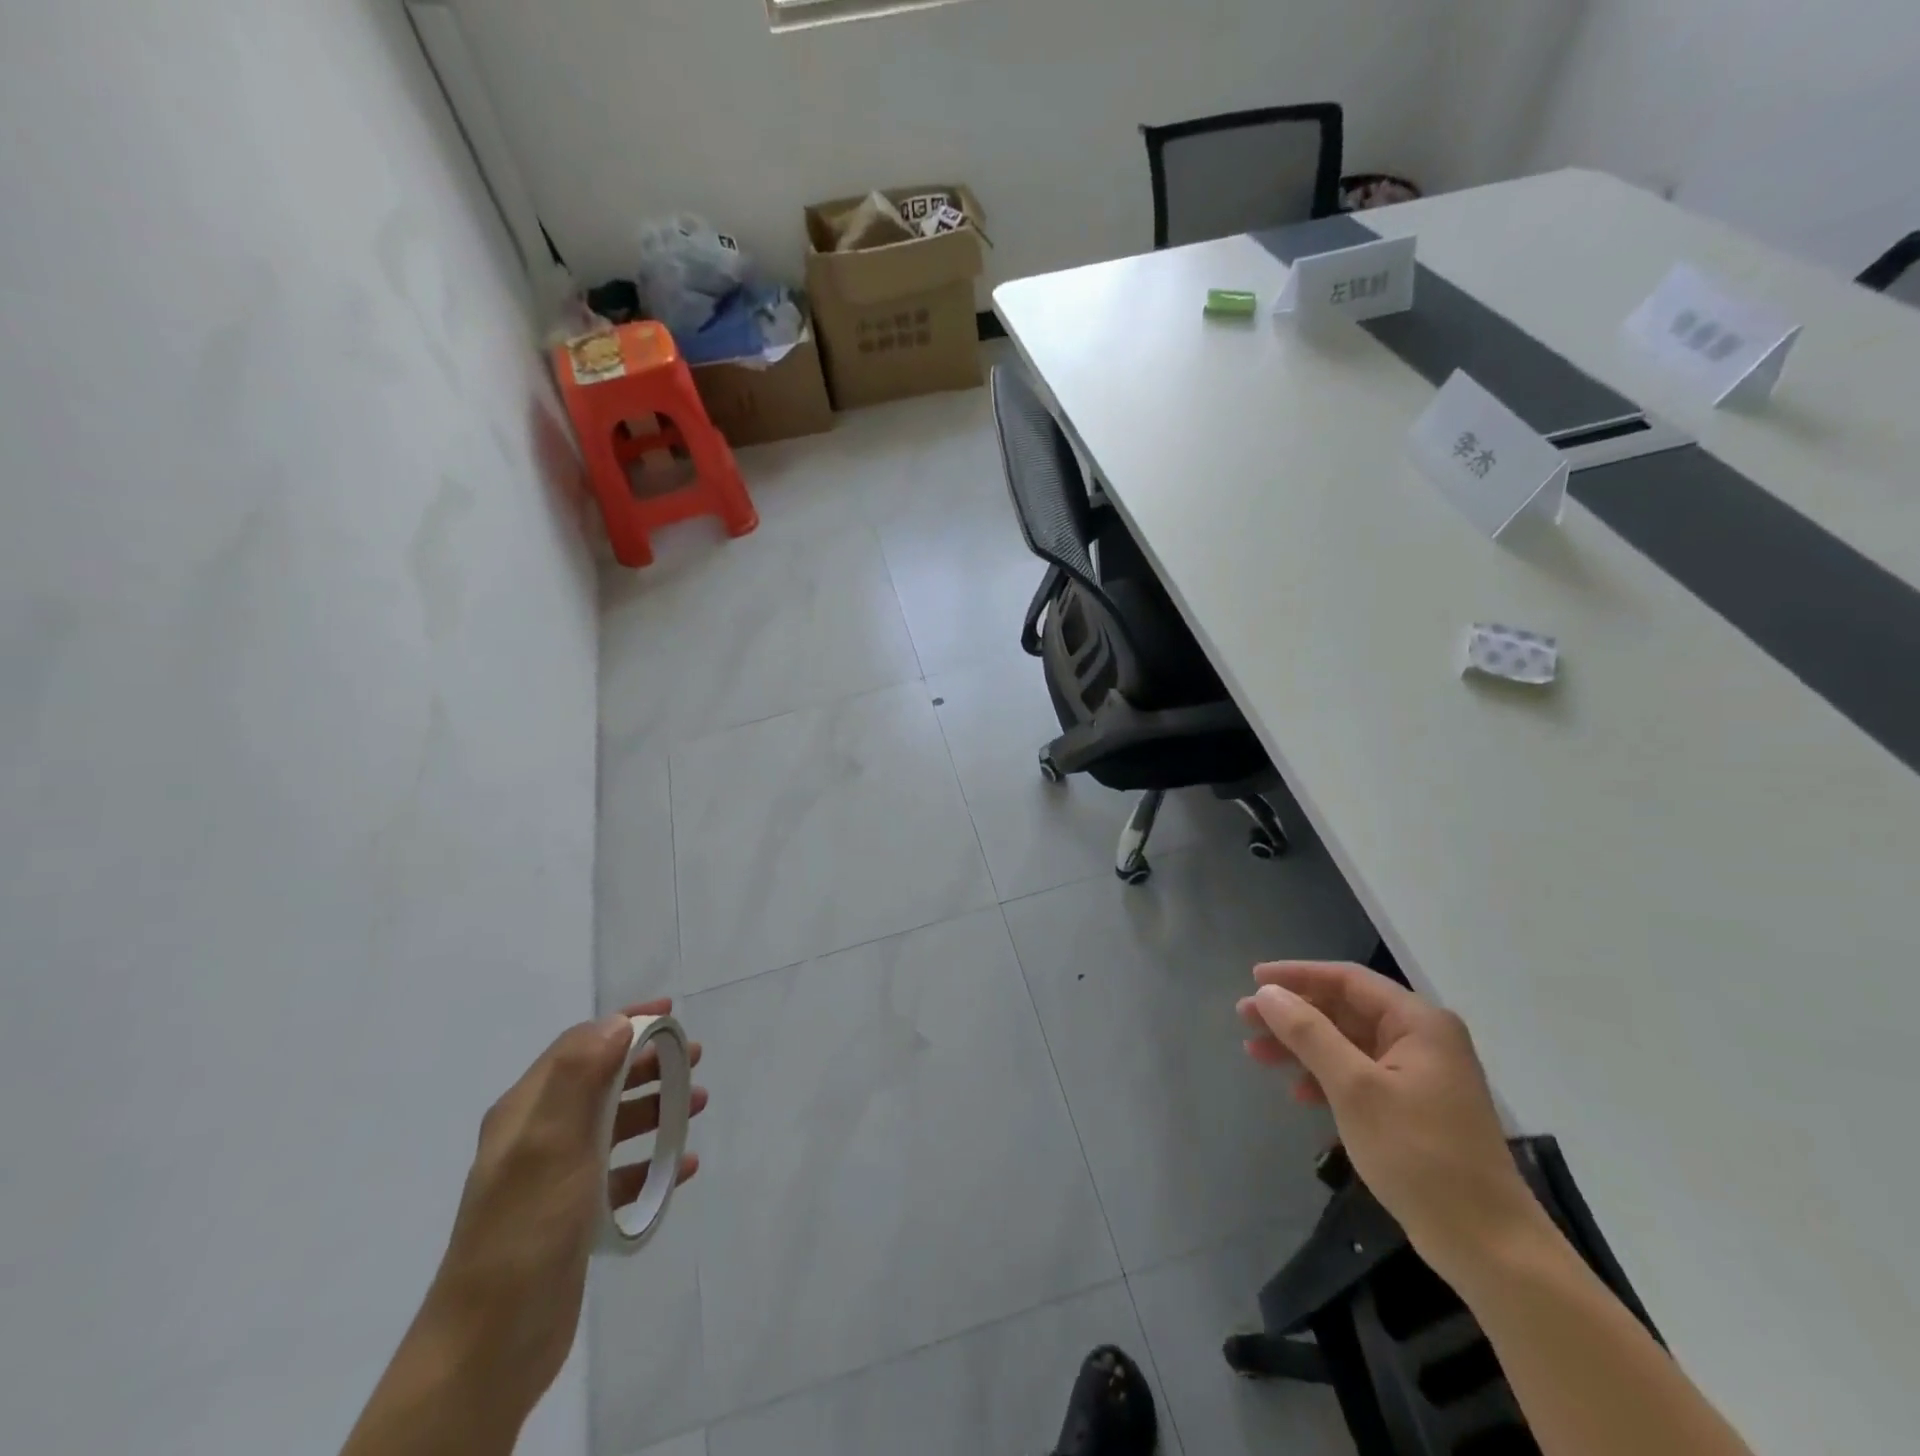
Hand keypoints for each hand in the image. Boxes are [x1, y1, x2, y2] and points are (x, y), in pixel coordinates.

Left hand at [419, 1000, 707, 1426]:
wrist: (489, 1346)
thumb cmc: (525, 1230)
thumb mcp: (550, 1142)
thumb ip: (581, 1075)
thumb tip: (617, 1022)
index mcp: (526, 1111)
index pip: (580, 1045)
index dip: (625, 1023)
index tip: (672, 1013)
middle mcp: (538, 1137)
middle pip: (601, 1081)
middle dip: (648, 1063)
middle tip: (694, 1058)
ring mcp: (555, 1179)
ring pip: (614, 1125)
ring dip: (656, 1108)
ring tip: (698, 1106)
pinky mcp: (573, 1218)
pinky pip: (621, 1174)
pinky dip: (651, 1162)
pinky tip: (681, 1168)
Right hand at [1238, 962, 1542, 1283]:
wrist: (1488, 1246)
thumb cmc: (1419, 1155)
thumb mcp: (1355, 1088)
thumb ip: (1308, 1033)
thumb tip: (1268, 993)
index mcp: (1418, 1023)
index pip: (1347, 979)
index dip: (1297, 975)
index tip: (1253, 980)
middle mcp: (1422, 1039)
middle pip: (1344, 1009)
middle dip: (1293, 1014)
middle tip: (1245, 1019)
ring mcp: (1419, 1075)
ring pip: (1346, 1043)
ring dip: (1301, 1045)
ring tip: (1255, 1053)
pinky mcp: (1413, 1107)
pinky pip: (1358, 1074)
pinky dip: (1324, 1077)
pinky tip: (1297, 1092)